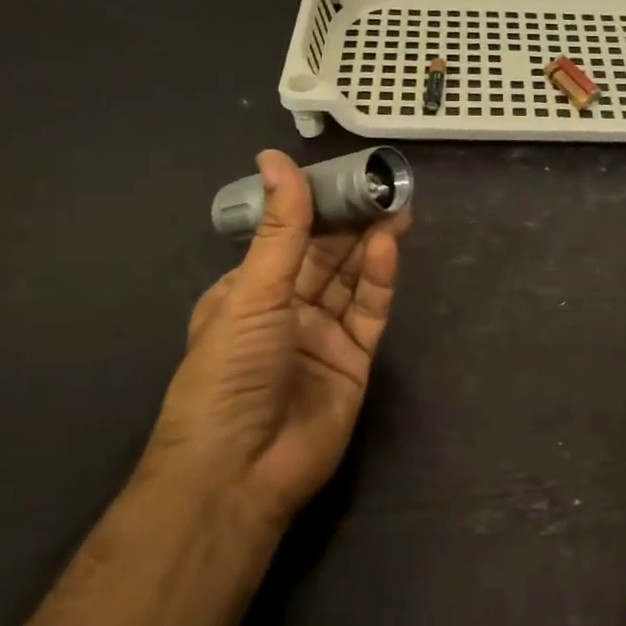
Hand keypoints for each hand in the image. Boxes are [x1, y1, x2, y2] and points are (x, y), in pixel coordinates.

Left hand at [146, 150, 408, 530]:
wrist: (241, 468)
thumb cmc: (231, 371)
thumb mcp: (252, 292)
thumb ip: (279, 228)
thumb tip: (276, 157)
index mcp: (248, 293)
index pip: (287, 238)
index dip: (315, 207)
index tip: (343, 176)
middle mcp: (287, 311)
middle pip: (326, 258)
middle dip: (351, 222)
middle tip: (381, 187)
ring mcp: (322, 337)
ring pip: (352, 282)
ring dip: (370, 246)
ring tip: (395, 207)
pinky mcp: (354, 362)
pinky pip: (368, 314)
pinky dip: (379, 281)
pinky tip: (388, 247)